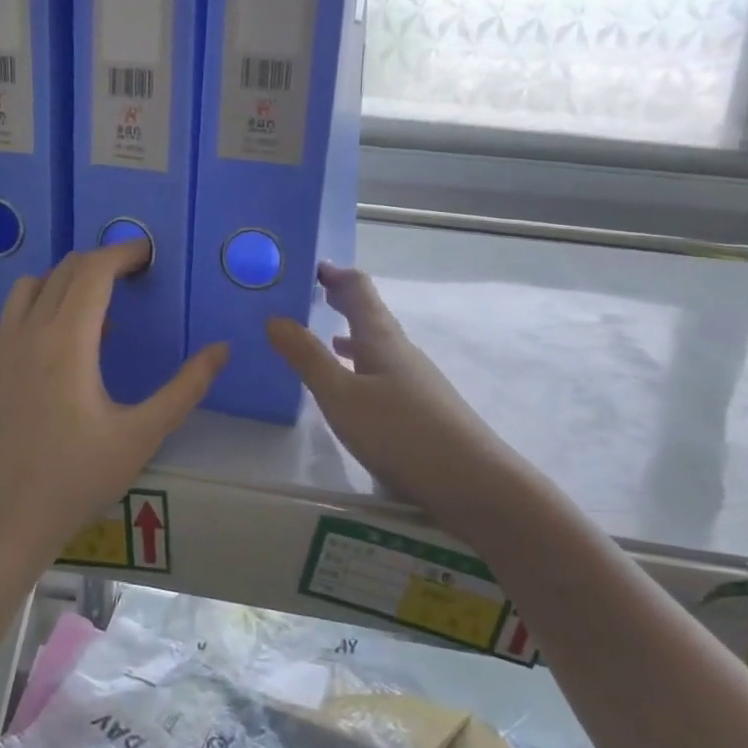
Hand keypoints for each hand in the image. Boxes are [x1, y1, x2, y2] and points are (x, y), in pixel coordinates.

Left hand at [0, 242, 228, 574]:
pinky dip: (32, 312)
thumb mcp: (142, 436)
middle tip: (129, 278)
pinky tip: (48, 345)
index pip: (94, 271)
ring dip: (62, 283)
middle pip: (62, 272)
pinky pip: (6, 320)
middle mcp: (26, 333)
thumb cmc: (77, 479)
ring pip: (27, 289)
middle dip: (99, 263)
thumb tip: (222, 349)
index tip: (147, 253)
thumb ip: (186, 388)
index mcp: (67, 340)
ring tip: (91, 311)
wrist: (2, 524)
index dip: (123, 253)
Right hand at [267, 263, 529, 532]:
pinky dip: (363, 366)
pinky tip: (356, 388)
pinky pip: (384, 372)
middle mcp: (401, 351)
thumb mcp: (342, 396)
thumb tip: (274, 318)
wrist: (474, 482)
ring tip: (329, 333)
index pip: (359, 290)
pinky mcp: (423, 408)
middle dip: (343, 299)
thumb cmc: (401, 432)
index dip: (336, 274)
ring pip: (378, 345)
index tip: (311, 265)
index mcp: (381, 339)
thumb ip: (308, 358)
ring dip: (353, 333)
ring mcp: (416, 380)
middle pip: (371, 314)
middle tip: (316, 291)